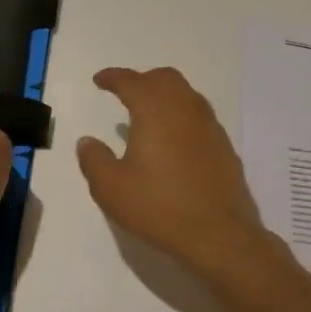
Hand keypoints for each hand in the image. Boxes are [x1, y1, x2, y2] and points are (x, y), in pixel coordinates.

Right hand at [76, 67, 273, 274]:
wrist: (219, 234)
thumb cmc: (159, 207)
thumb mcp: (111, 189)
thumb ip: (94, 160)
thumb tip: (87, 141)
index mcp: (155, 111)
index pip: (131, 81)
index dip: (113, 77)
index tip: (99, 80)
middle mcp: (185, 109)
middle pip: (164, 79)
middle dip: (142, 80)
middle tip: (125, 93)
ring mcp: (209, 126)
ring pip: (186, 94)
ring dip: (165, 95)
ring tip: (148, 114)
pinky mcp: (223, 146)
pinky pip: (199, 116)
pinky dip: (181, 115)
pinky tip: (173, 139)